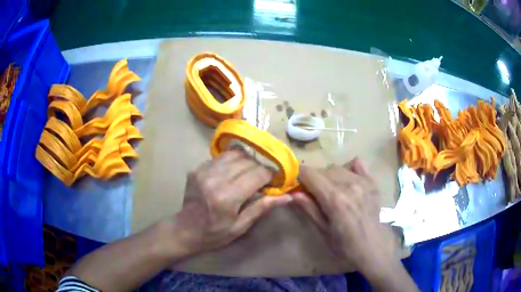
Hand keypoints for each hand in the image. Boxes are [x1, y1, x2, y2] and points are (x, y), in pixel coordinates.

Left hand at [171, 150, 292, 255]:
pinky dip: (231, 162)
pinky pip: (221, 157)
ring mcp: (203, 171)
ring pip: (234, 154)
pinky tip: (231, 173)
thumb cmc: (215, 233)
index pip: (257, 174)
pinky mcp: (196, 168)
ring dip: (246, 162)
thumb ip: (262, 208)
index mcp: (227, 197)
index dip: (270, 175)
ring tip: (247, 174)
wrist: (186, 230)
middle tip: (261, 180)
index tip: (274, 181)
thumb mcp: (241, 226)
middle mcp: (215, 179)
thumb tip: (287, 197)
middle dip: (259, 168)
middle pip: (247, 161)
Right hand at [293, 158, 399, 279]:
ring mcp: (363, 181)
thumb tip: (292, 193)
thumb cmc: (345, 245)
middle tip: (313, 193)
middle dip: (313, 178)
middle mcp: (349, 184)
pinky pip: (358, 164)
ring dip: (329, 175)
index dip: (299, 176)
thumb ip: (309, 209)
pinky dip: (349, 169)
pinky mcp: (372, 182)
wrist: (373, 248)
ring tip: (331, 190)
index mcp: (334, 199)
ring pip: (338, 167)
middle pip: (323, 169)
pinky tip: (348, 181)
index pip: (309, 174)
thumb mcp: (323, 231)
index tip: (296, 184)